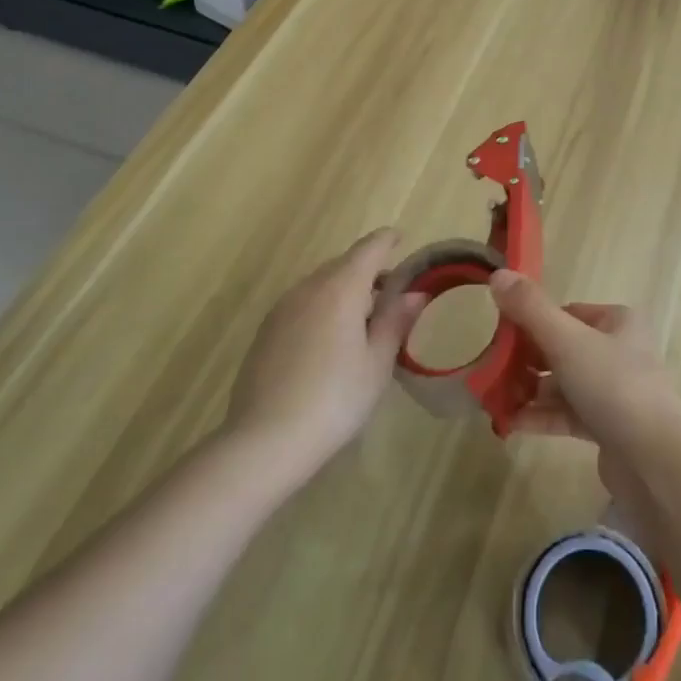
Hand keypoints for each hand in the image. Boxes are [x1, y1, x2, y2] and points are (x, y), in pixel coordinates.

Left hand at [227, 228, 426, 476]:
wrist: (264, 441)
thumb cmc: (335, 399)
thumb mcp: (377, 363)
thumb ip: (395, 321)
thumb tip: (415, 293)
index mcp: (341, 288)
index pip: (369, 248)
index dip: (387, 240)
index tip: (400, 239)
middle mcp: (309, 287)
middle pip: (343, 264)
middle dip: (368, 270)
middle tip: (390, 295)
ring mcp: (282, 308)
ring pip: (321, 284)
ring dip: (344, 290)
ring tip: (362, 322)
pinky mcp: (266, 330)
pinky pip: (302, 304)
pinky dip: (322, 307)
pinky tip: (329, 341)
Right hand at [489, 271, 680, 508]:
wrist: (655, 462)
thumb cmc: (613, 386)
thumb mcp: (567, 340)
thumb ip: (530, 308)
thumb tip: (498, 274)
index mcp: (618, 322)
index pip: (566, 312)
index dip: (532, 321)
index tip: (500, 334)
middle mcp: (619, 351)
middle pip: (561, 347)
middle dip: (525, 360)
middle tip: (491, 369)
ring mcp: (614, 391)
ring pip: (562, 383)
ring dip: (529, 390)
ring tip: (494, 399)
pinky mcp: (607, 428)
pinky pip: (567, 414)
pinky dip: (540, 416)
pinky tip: (510, 423)